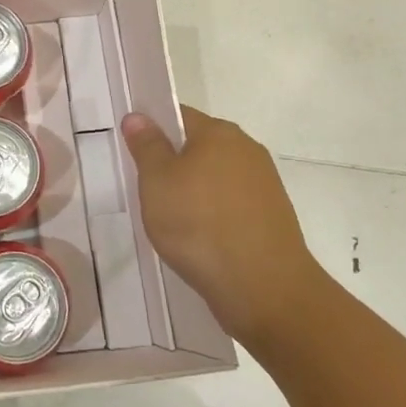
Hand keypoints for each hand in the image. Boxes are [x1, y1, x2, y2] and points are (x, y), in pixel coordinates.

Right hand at [121, 107, 327, 355]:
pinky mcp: (272, 217)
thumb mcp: (157, 182)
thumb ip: (146, 145)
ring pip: (215, 177)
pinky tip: (198, 239)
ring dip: (193, 191)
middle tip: (145, 189)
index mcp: (219, 133)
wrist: (265, 290)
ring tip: (170, 220)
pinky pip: (231, 205)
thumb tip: (138, 116)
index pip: (178, 115)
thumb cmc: (200, 226)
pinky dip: (212, 215)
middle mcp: (247, 150)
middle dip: (172, 163)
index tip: (133, 153)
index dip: (152, 129)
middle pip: (198, 146)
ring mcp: (264, 184)